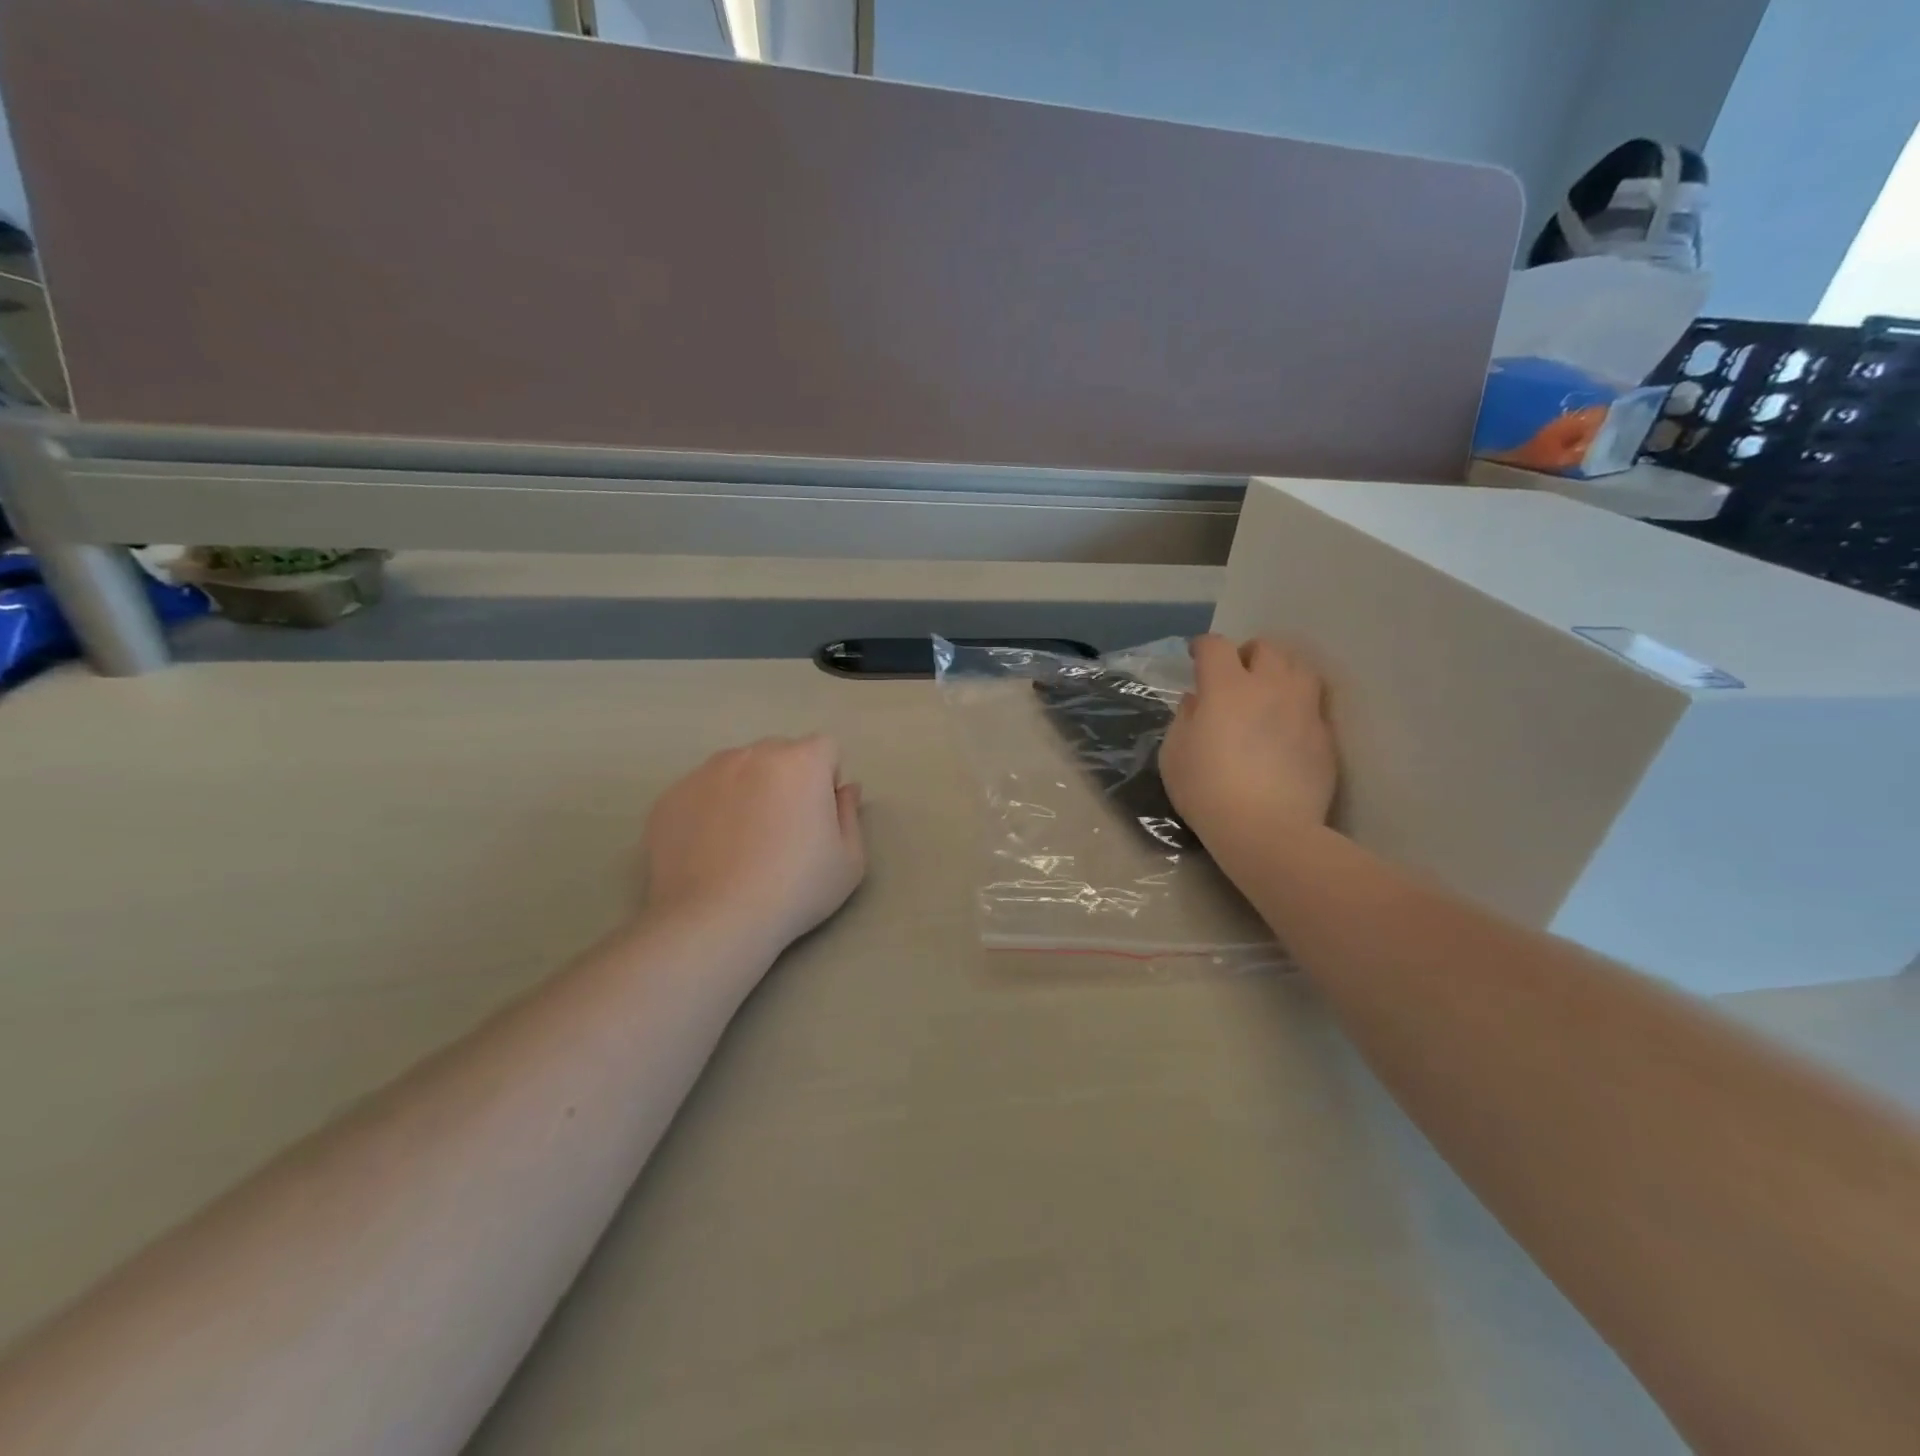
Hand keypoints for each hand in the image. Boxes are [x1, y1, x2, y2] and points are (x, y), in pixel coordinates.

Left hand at [640, 736, 865, 953]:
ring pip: (737, 769)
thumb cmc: (795, 889)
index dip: (827, 779)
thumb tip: (845, 789)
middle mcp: (752, 754)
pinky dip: (710, 810)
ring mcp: (705, 773)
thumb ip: (850, 814)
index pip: (825, 748)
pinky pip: (701, 792)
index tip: (819, 816)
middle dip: (787, 780)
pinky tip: (710, 851)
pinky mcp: (670, 797)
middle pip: (779, 753)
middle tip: (783, 829)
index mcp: (801, 762)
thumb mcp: (849, 861)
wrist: (713, 920)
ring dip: (747, 790)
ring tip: (741, 841)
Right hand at [1160, 635, 1336, 849]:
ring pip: (1299, 668)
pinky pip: (1312, 704)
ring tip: (1269, 691)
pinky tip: (1286, 726)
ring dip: (1280, 672)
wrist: (1268, 829)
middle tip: (1236, 673)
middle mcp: (1270, 686)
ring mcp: (1303, 709)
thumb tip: (1197, 700)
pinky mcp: (1325, 735)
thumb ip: (1185, 718)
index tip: (1195, 656)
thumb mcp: (1174, 755)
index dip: (1203, 646)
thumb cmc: (1208, 791)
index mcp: (1226, 687)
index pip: (1216, 646)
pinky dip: (1297, 705)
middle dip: (1248, 653)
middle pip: (1266, 648)